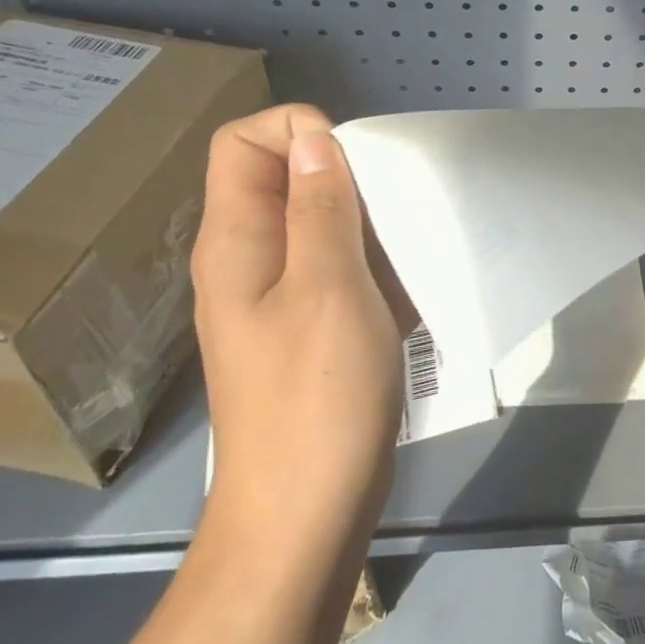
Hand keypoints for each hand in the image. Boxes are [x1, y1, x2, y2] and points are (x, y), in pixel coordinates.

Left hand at [191, 104, 403, 560]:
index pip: (244, 142)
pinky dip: (373, 264)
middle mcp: (249, 259)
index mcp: (237, 241)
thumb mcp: (329, 288)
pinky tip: (406, 291)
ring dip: (366, 223)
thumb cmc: (318, 395)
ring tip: (407, 248)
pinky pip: (338, 267)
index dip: (298, 131)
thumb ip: (321, 208)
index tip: (356, 162)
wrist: (306, 512)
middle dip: (344, 176)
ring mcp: (278, 296)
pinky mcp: (309, 326)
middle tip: (393, 209)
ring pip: (319, 223)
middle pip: (284, 178)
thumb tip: (314, 138)